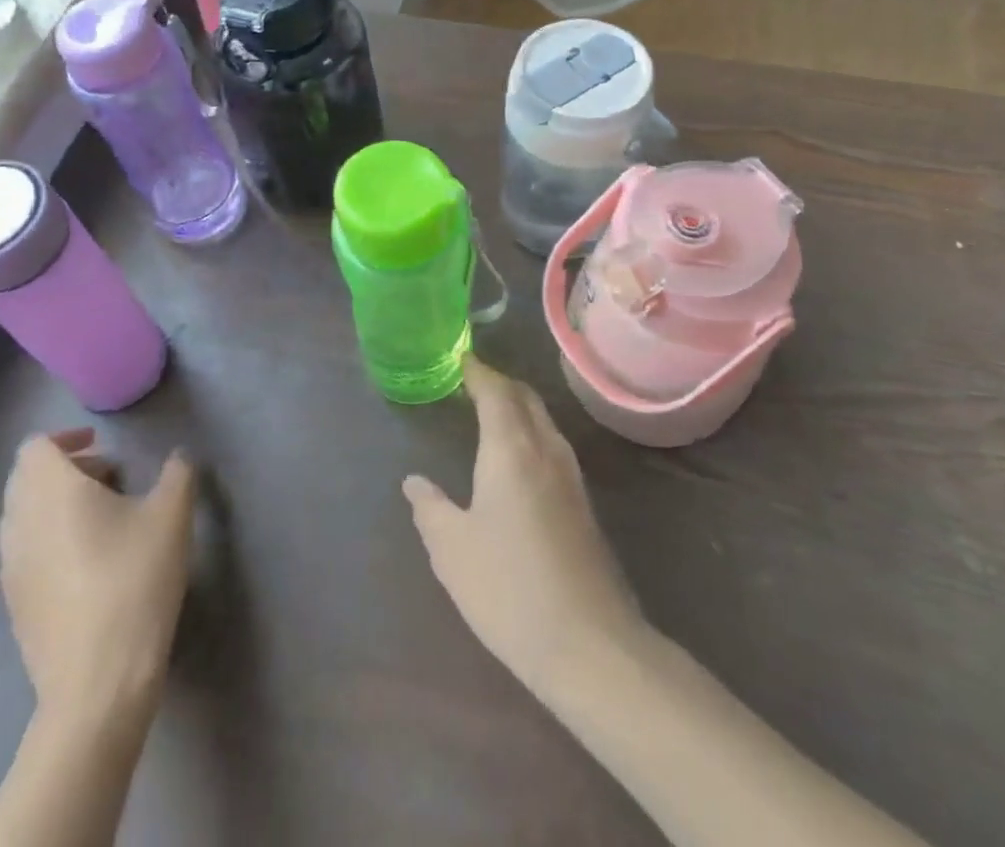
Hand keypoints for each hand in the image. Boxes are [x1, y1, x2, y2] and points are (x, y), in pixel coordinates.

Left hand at [0, 429, 195, 720]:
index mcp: (51, 491)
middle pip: (25, 478)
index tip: (102, 447)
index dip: (66, 438)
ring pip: (23, 516)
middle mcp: (20, 523)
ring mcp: (10, 568)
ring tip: (103, 519)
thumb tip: (177, 458)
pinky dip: (49, 539)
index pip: (36, 446)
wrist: (96, 684)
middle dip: (64, 469)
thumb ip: (177, 473)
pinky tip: (90, 564)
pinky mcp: (14, 605)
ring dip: (55, 505)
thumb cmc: (134, 582)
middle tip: (108, 478)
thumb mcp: (172, 516)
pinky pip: (24, 552)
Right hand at [402, 358, 643, 689]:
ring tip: (490, 413)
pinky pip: (553, 446)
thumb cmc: (509, 588)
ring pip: (543, 421)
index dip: (476, 372)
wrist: (590, 645)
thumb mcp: (452, 550)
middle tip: (471, 381)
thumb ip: (430, 509)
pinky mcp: (583, 505)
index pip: (495, 391)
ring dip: (518, 407)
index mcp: (511, 448)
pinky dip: (531, 432)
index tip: (459, 359)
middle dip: (499, 383)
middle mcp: (546, 450)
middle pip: (525, 398)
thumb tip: (414, 482)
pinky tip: (517, 459)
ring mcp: (571, 477)